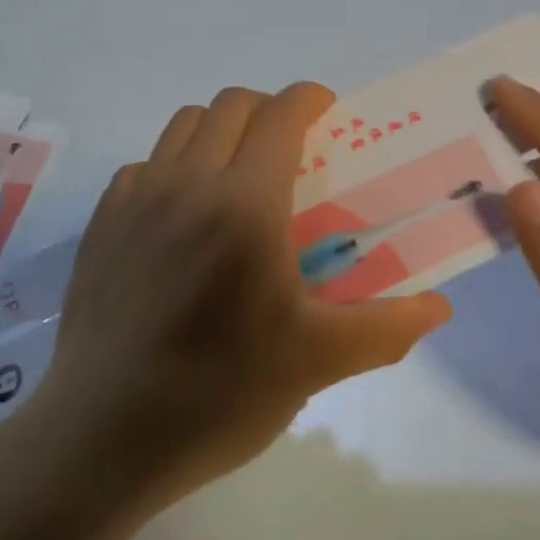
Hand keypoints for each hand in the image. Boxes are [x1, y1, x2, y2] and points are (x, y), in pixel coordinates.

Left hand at [27, 84, 452, 513]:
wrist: (101, 439)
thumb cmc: (219, 394)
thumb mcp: (317, 362)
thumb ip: (387, 327)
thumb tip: (439, 308)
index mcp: (245, 204)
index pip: (280, 115)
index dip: (309, 99)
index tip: (330, 113)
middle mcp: (187, 183)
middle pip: (231, 106)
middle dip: (270, 110)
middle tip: (293, 149)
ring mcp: (136, 200)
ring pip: (183, 125)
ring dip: (220, 129)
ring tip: (239, 175)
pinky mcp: (102, 224)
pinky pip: (145, 164)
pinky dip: (174, 165)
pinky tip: (184, 215)